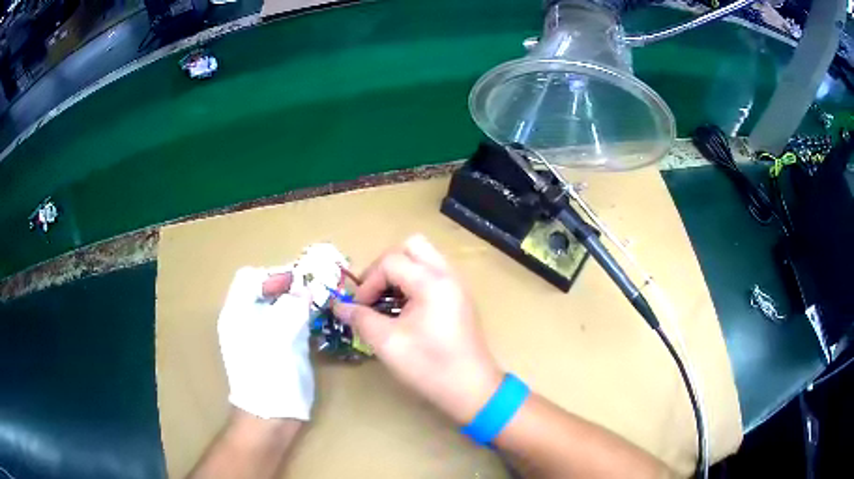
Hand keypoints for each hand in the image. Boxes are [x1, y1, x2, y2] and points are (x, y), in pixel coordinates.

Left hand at [218, 267, 313, 420]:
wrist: (270, 417)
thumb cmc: (269, 375)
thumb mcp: (279, 336)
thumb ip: (292, 307)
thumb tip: (305, 290)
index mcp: (237, 313)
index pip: (250, 278)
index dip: (273, 275)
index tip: (299, 281)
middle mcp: (246, 320)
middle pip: (265, 291)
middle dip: (289, 287)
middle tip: (315, 290)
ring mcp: (260, 336)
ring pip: (278, 308)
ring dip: (298, 303)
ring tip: (319, 304)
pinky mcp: (275, 350)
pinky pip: (287, 325)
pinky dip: (300, 319)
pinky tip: (315, 325)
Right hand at [333, 235, 502, 424]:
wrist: (472, 389)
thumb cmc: (430, 367)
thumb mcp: (388, 343)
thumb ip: (361, 319)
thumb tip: (339, 306)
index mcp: (432, 282)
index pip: (390, 261)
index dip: (368, 282)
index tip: (359, 308)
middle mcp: (447, 275)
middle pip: (412, 246)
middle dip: (386, 265)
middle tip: (374, 292)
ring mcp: (457, 285)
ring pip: (424, 258)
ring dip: (401, 273)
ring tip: (387, 302)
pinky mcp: (460, 298)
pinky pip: (434, 274)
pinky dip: (415, 282)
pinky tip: (405, 310)